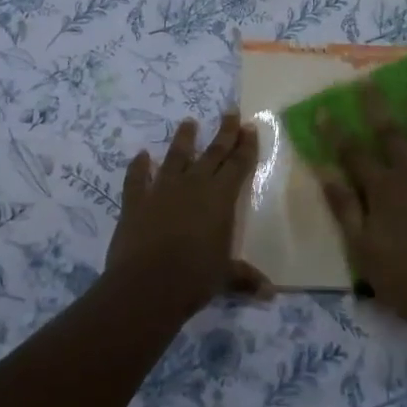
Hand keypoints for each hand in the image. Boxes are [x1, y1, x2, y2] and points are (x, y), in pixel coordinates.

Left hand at [105, 112, 268, 309]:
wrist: (147, 285)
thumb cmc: (195, 278)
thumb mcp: (225, 278)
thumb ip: (245, 278)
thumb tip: (270, 293)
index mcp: (221, 198)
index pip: (238, 165)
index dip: (246, 146)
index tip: (250, 126)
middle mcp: (194, 185)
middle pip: (213, 153)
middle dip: (224, 132)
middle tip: (230, 112)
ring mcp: (162, 190)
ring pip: (176, 157)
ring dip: (184, 139)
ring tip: (188, 122)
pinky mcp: (136, 201)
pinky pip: (137, 178)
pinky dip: (138, 167)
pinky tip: (140, 156)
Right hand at [319, 83, 406, 322]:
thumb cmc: (397, 275)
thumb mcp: (359, 244)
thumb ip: (343, 204)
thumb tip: (324, 169)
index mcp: (382, 188)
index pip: (353, 152)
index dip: (336, 130)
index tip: (324, 109)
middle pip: (392, 134)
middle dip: (377, 106)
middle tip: (369, 82)